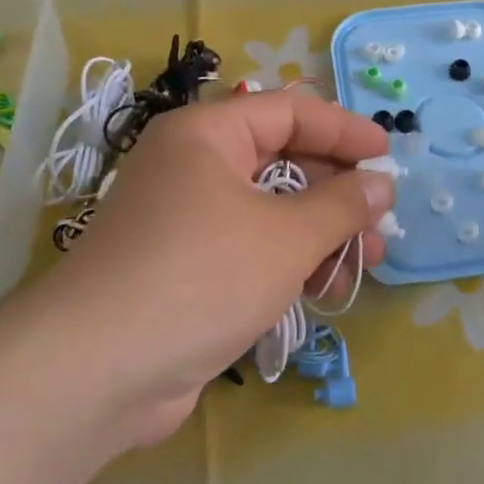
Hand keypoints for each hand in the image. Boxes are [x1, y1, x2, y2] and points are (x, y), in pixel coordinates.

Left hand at [21, 92, 392, 444]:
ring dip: (321, 233)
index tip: (388, 154)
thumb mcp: (286, 236)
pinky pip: (250, 249)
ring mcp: (186, 220)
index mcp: (207, 135)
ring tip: (367, 262)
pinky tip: (325, 290)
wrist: (95, 372)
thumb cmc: (201, 276)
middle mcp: (193, 167)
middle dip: (337, 191)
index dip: (343, 129)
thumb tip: (380, 184)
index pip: (289, 111)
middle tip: (381, 218)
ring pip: (270, 210)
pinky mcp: (185, 269)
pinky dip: (289, 262)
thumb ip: (341, 205)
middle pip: (282, 161)